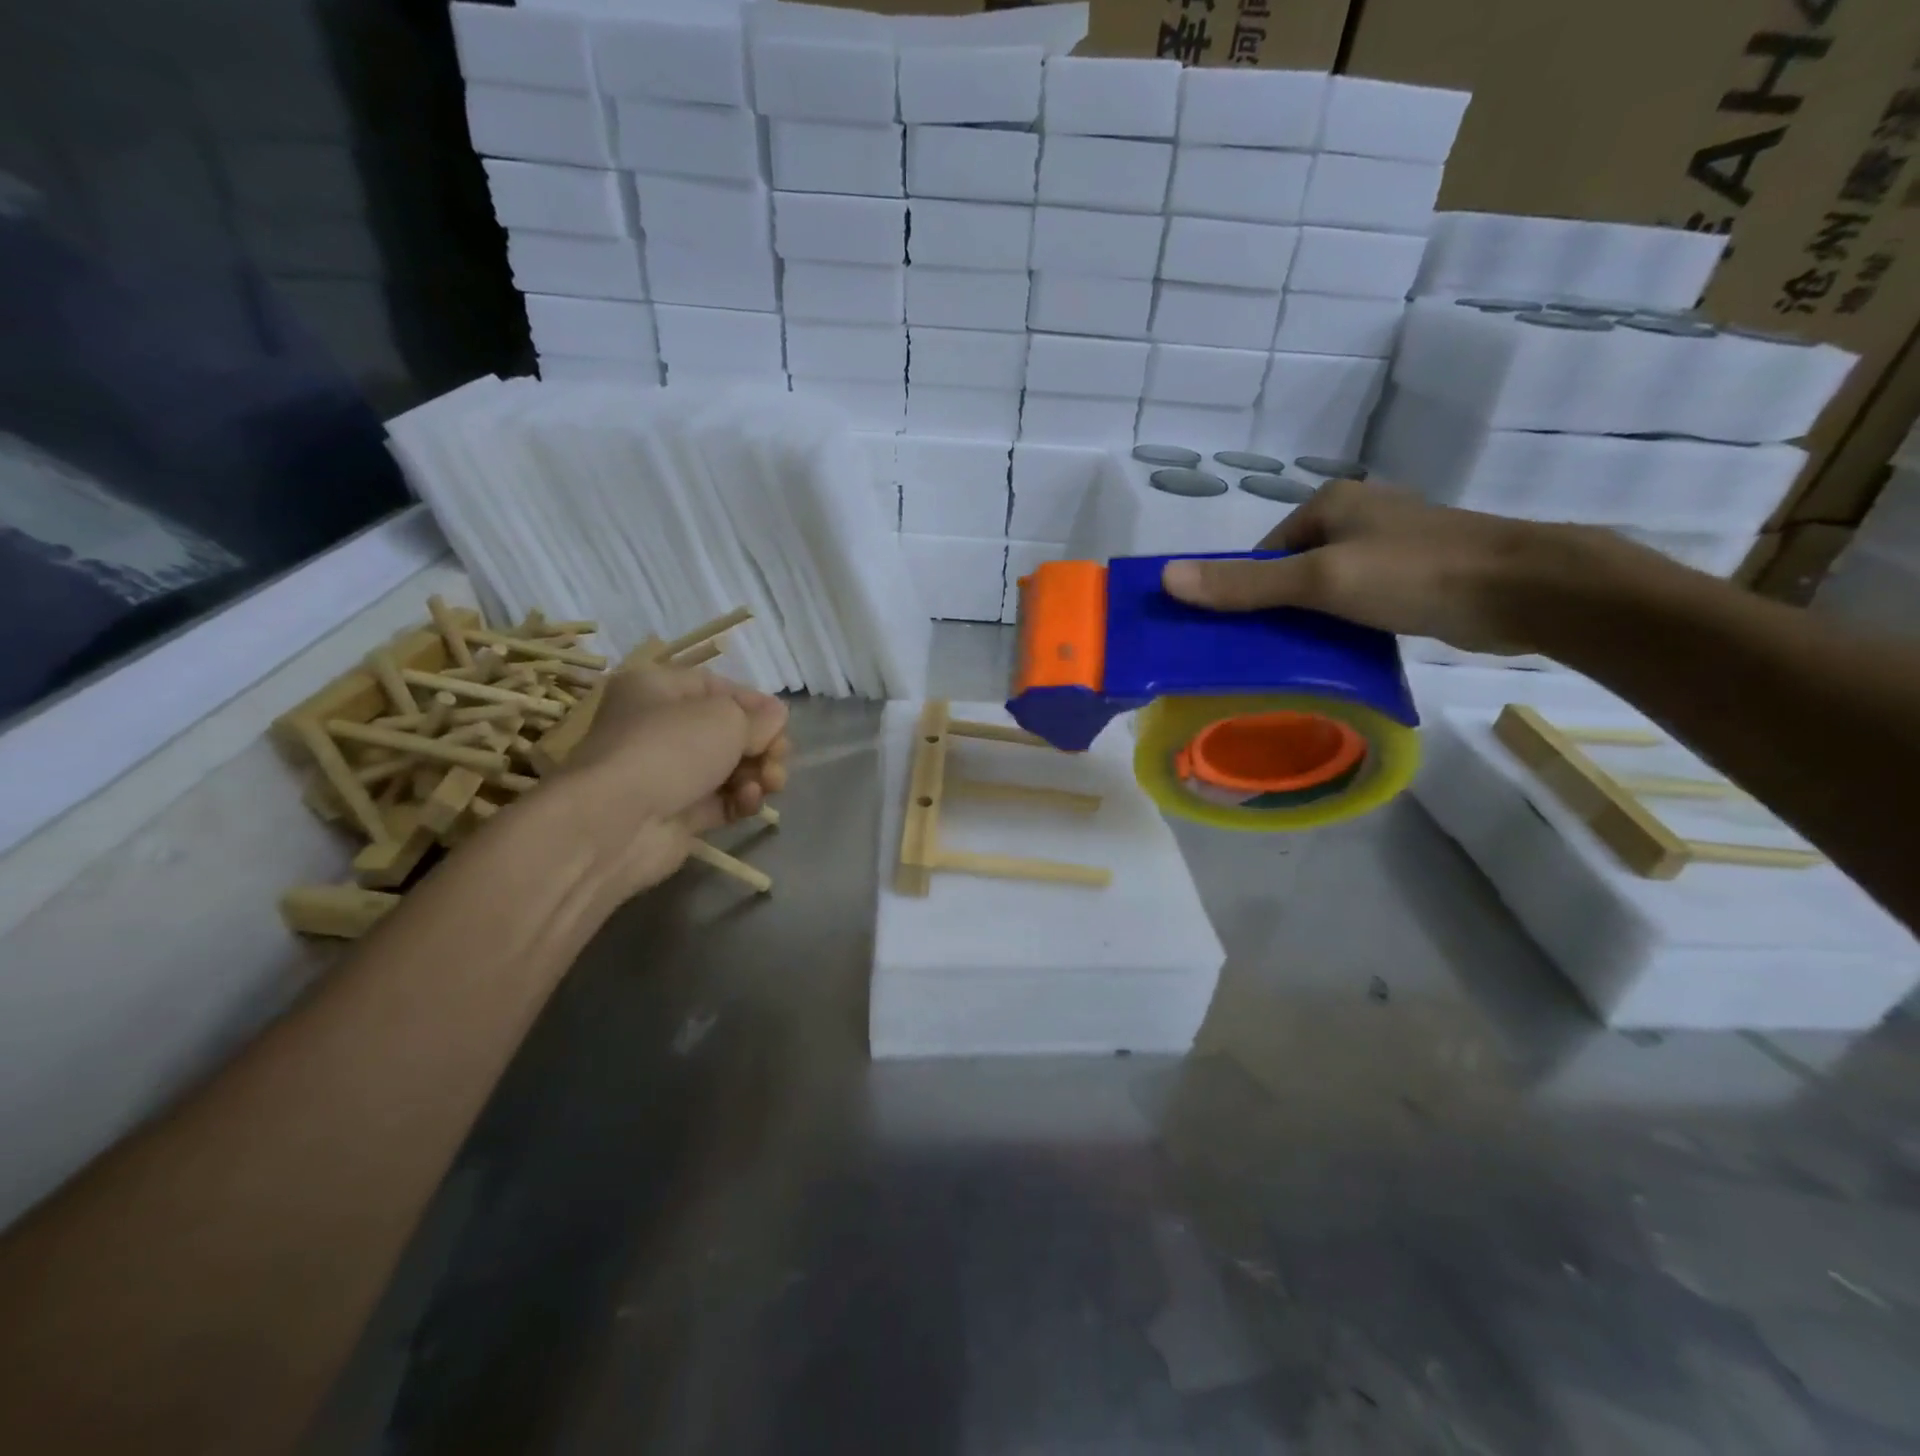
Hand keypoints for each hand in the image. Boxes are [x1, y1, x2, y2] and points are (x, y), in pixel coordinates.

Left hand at [551, 664, 789, 898]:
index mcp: (657, 689)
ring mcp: (667, 774)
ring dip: (757, 774)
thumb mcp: (726, 718)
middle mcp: (658, 728)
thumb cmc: (669, 749)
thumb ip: (759, 718)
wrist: (616, 823)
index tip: (782, 722)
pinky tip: (750, 802)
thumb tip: (776, 718)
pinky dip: (741, 801)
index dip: (754, 704)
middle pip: (728, 732)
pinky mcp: (677, 814)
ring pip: (729, 769)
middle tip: (778, 758)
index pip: (717, 688)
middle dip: (762, 745)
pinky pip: (722, 802)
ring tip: (770, 783)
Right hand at [1160, 478, 1615, 653]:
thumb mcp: (1319, 580)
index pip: (1264, 551)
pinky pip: (1358, 601)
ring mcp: (1390, 545)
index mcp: (1330, 503)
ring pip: (1327, 588)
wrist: (1525, 590)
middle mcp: (1358, 517)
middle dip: (1277, 608)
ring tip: (1300, 658)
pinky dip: (1344, 625)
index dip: (1245, 591)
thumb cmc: (1413, 573)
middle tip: (1265, 653)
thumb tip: (1167, 577)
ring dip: (1311, 620)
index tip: (1238, 635)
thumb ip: (1245, 583)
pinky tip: (1342, 653)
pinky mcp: (1416, 576)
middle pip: (1292, 569)